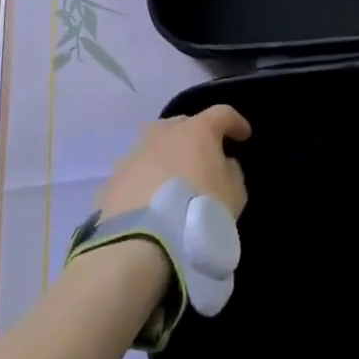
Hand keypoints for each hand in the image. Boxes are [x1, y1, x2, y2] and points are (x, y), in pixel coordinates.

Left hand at [98, 105, 251, 219]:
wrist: (141, 243)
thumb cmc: (198, 211)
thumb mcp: (234, 195)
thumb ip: (232, 173)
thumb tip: (224, 165)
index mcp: (196, 131)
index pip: (222, 114)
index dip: (235, 123)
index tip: (244, 136)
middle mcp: (163, 134)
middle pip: (183, 124)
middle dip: (195, 135)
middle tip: (204, 155)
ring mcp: (134, 155)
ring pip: (154, 146)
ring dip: (166, 156)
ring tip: (173, 178)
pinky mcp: (114, 179)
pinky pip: (136, 172)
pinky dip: (146, 180)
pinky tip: (150, 201)